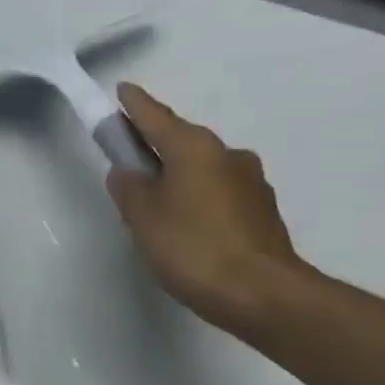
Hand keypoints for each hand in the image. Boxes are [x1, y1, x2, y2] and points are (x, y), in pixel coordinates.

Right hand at [106, 83, 307, 334]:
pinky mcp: (262, 212)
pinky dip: (200, 201)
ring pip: (204, 171)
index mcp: (196, 147)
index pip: (156, 117)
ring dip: (181, 179)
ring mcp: (251, 183)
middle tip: (131, 165)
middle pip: (183, 143)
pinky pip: (220, 196)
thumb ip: (129, 189)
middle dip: (157, 149)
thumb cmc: (194, 249)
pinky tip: (191, 229)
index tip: (122, 92)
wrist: (261, 293)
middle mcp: (228, 154)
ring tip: (160, 209)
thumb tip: (126, 171)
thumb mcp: (145, 220)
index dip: (134, 106)